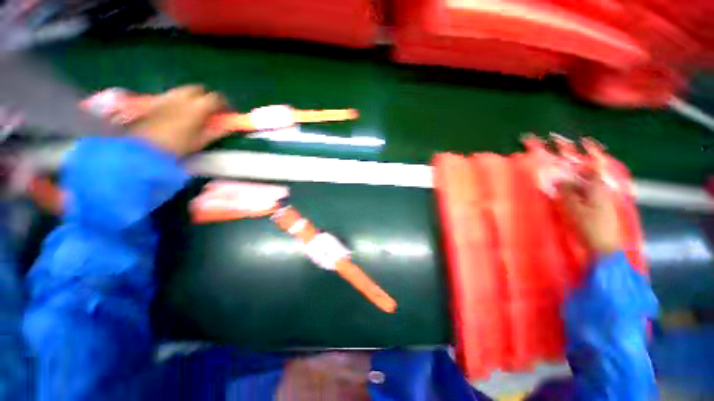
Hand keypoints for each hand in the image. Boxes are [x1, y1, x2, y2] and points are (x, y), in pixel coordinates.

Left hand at [129, 85, 225, 155]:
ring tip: (194, 111)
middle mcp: (182, 97)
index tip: (226, 112)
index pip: (216, 98)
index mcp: (197, 107)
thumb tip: (228, 127)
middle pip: (198, 89)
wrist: (144, 147)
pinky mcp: (154, 101)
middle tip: (210, 110)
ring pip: (183, 90)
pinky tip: (178, 112)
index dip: (223, 104)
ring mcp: (166, 97)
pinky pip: (171, 95)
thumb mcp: (201, 141)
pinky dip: (179, 100)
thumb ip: (216, 131)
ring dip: (192, 97)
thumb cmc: (177, 145)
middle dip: (206, 97)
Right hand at [559, 170, 621, 255]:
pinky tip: (570, 204)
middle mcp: (604, 192)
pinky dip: (579, 198)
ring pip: (587, 190)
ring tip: (560, 193)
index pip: (590, 170)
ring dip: (575, 189)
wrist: (605, 248)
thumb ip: (566, 193)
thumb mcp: (573, 208)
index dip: (577, 167)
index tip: (563, 168)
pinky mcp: (602, 211)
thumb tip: (559, 180)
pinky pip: (588, 198)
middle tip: (557, 182)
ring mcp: (604, 202)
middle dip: (573, 179)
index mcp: (598, 188)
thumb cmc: (589, 226)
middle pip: (588, 180)